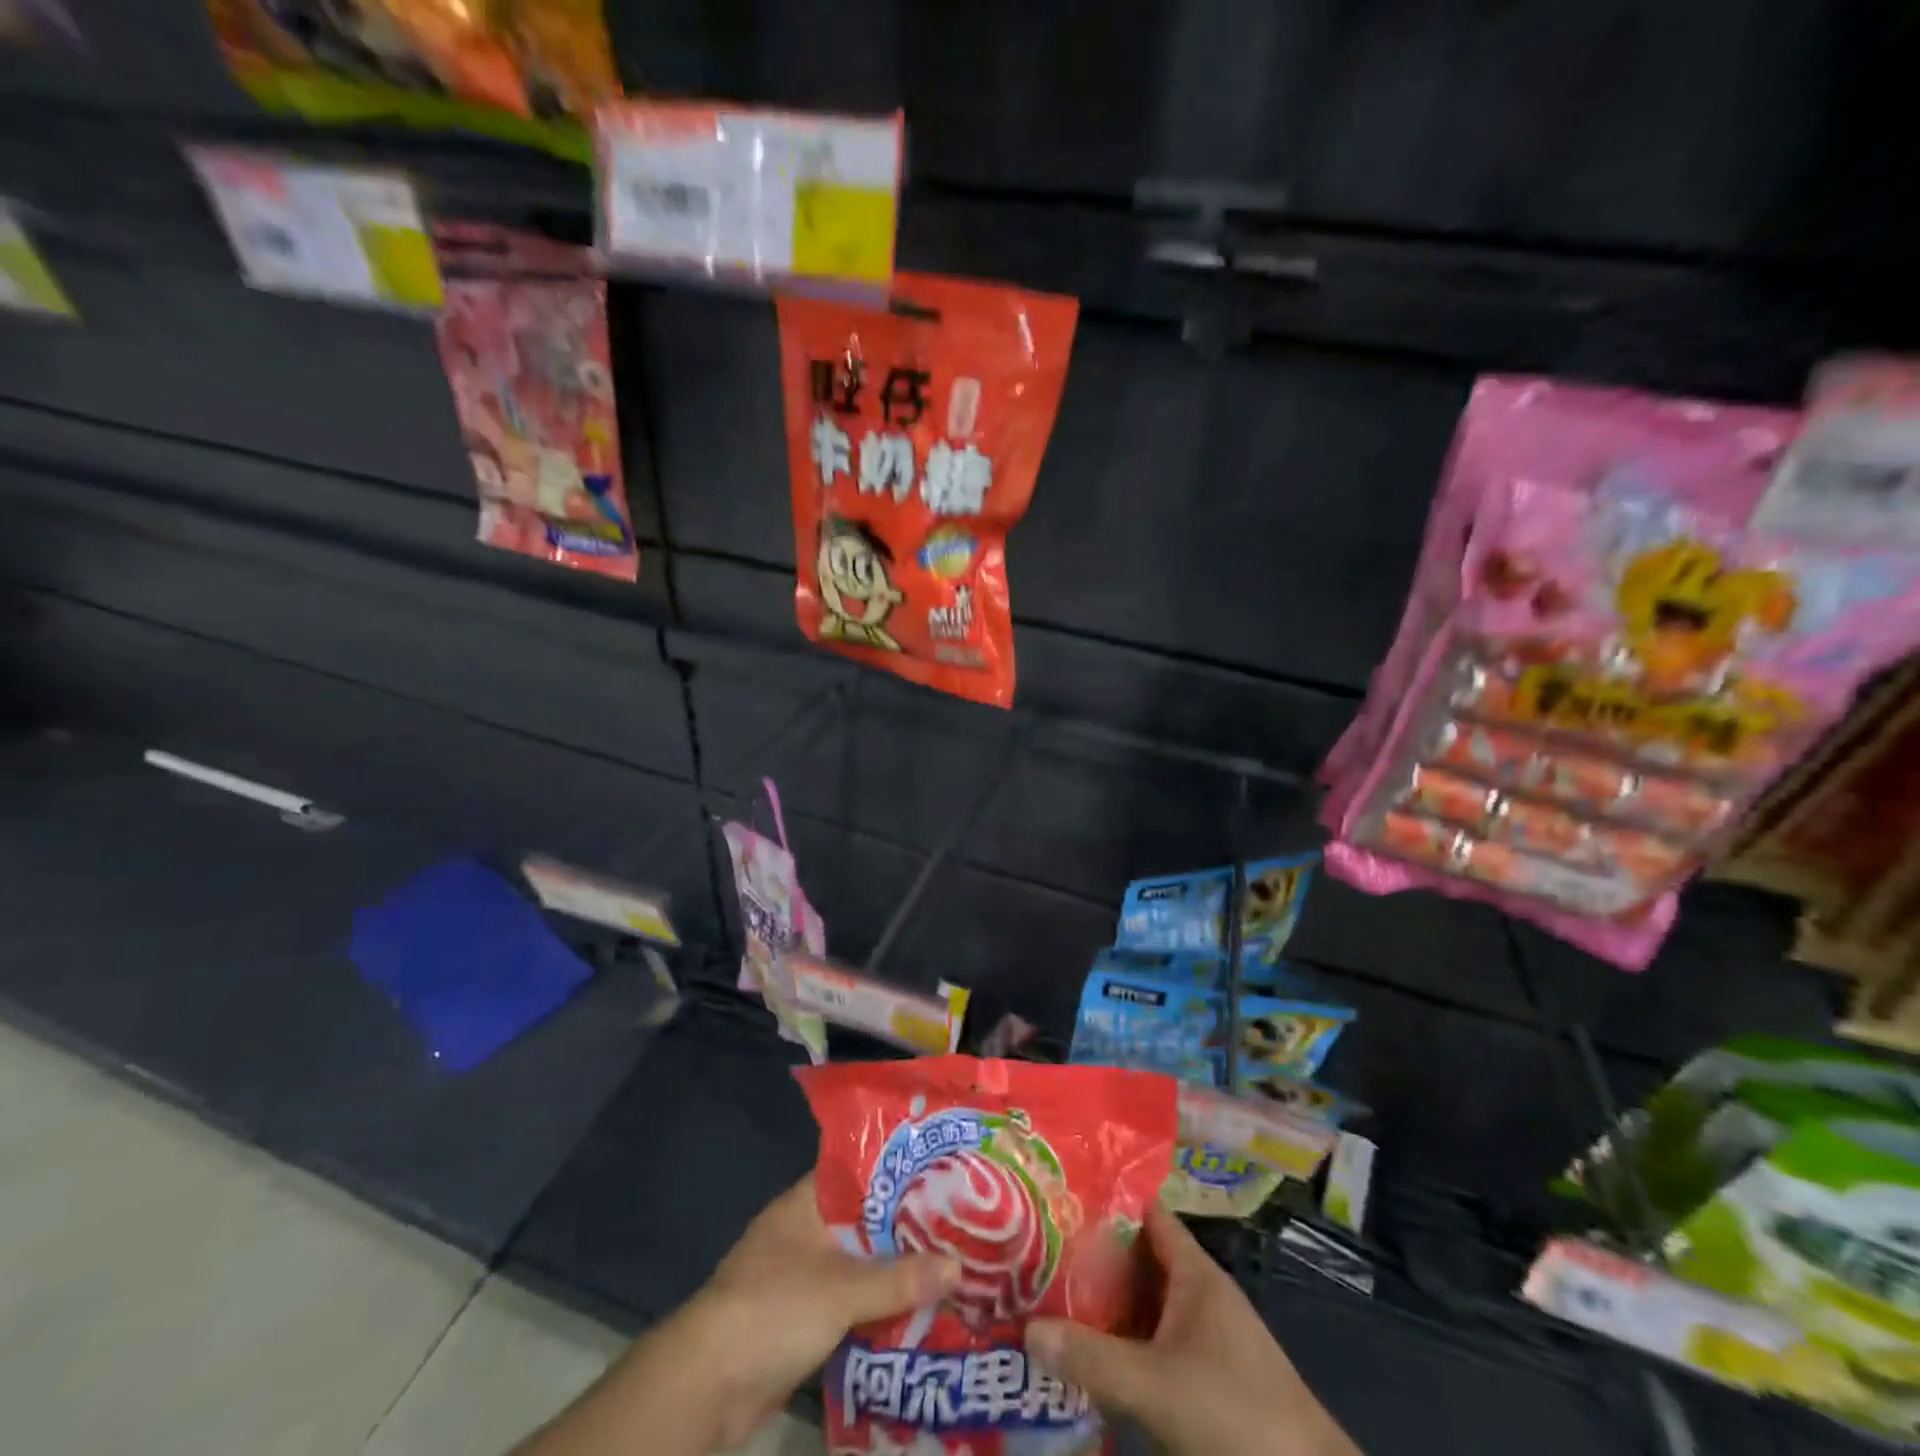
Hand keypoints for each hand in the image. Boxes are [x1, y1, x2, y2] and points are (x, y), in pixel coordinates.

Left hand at [517, 1174, 960, 1455]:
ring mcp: (803, 1276)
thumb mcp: (842, 1289)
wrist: (706, 1388)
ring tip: (953, 1265)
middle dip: (909, 1225)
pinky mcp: (803, 1321)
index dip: (902, 1168)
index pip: (862, 1170)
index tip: (945, 1168)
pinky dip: (881, 1307)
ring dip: (898, 1270)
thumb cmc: (773, 1310)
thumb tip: (959, 1267)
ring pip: (862, 1264)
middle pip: (867, 1220)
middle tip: (964, 1222)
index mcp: (808, 1202)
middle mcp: (806, 1231)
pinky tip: (921, 1312)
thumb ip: (900, 1278)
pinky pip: (853, 1303)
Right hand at [1026, 1203, 1361, 1455]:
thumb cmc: (1237, 1417)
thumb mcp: (1156, 1387)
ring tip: (1049, 1298)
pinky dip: (1122, 1345)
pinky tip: (1088, 1359)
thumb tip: (1028, 1329)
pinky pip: (1152, 1346)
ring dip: (1105, 1304)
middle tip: (1039, 1251)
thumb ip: (1092, 1358)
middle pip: (1138, 1260)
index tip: (1059, 1195)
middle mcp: (1199, 1295)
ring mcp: (1204, 1340)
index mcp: (1194, 1273)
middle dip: (1093, 1257)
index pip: (1146, 1213)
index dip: (1106, 1199)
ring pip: (1143, 1306)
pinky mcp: (1206, 1381)